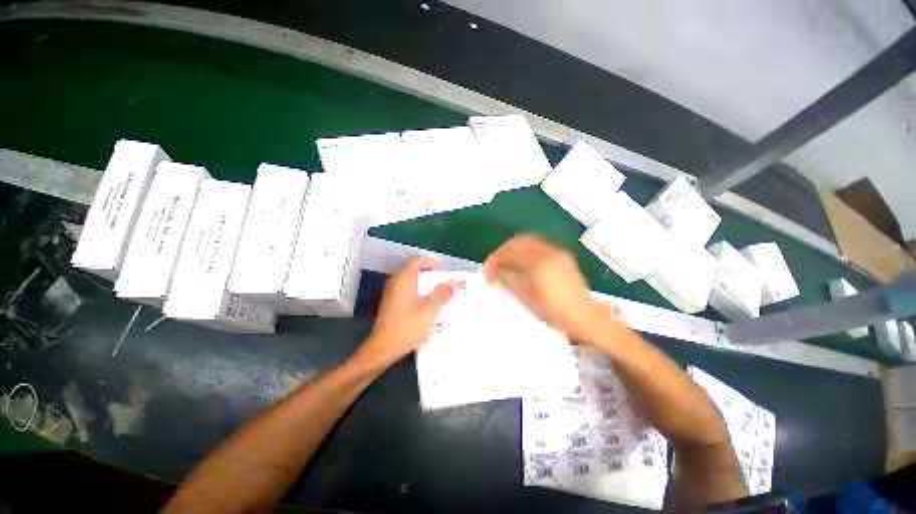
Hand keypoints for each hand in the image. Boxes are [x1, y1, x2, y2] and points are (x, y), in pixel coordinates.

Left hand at [357, 258, 459, 368]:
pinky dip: (418, 292)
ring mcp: (391, 292)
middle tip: (446, 285)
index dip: (432, 264)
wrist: (382, 349)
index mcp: (404, 280)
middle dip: (432, 276)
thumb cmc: (406, 329)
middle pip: (415, 270)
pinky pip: (407, 289)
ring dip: (426, 285)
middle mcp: (395, 282)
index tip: (444, 274)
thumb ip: (442, 295)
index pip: (418, 261)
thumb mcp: (429, 313)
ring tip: (440, 295)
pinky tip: (427, 305)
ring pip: (411, 280)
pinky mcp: (391, 301)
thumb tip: (455, 282)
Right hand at [483, 235, 609, 341]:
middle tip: (493, 266)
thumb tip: (493, 271)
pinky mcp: (561, 255)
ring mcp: (557, 252)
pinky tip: (520, 263)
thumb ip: (509, 281)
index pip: (510, 252)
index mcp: (540, 265)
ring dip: (512, 250)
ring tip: (504, 264)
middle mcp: (549, 253)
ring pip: (527, 241)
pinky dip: (524, 250)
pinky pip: (537, 245)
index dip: (494, 260)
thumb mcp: (528, 299)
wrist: (586, 317)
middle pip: (517, 242)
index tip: (487, 272)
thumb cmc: (555, 313)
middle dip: (502, 252)